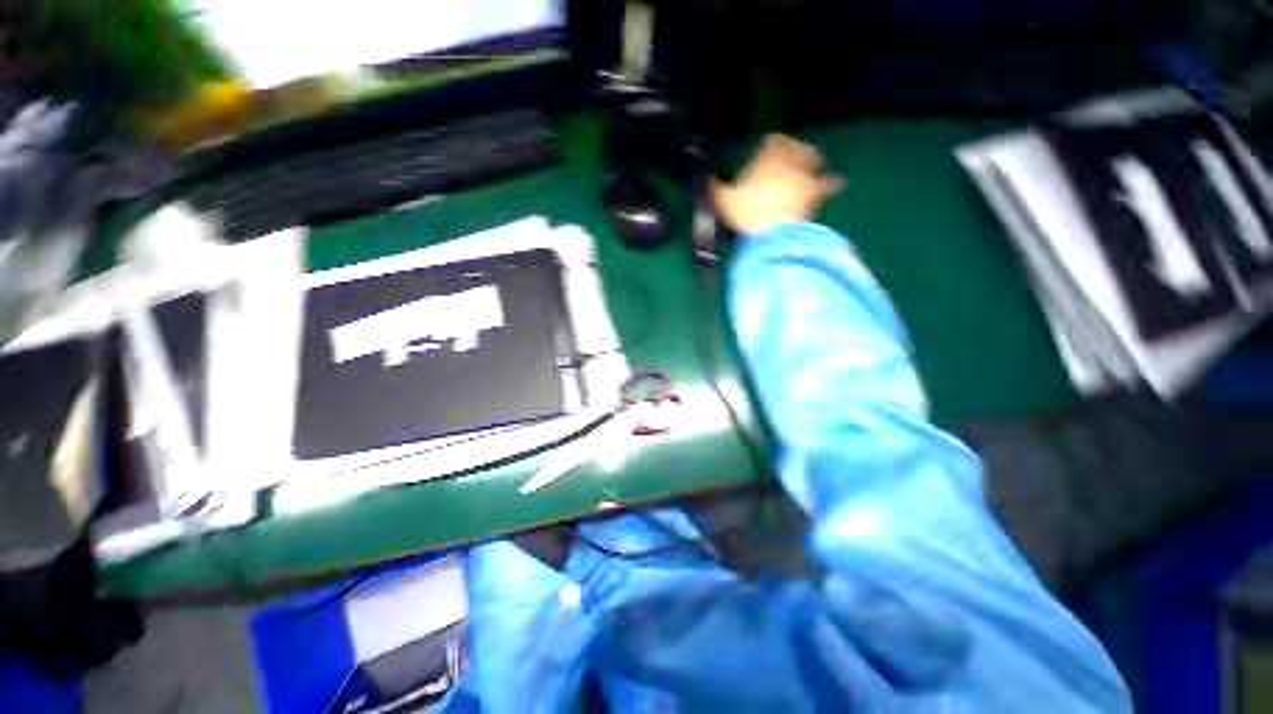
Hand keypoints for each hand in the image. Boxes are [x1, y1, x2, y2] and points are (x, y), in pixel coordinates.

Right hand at [710, 134, 843, 235]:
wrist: (774, 233)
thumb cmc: (747, 213)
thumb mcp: (723, 201)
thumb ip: (715, 188)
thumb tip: (704, 179)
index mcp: (766, 159)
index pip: (772, 141)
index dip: (771, 141)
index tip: (768, 143)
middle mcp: (789, 163)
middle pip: (797, 148)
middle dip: (796, 148)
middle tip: (795, 150)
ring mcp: (805, 178)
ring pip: (813, 162)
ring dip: (814, 161)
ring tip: (817, 162)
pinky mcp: (816, 196)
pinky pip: (826, 185)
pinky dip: (831, 183)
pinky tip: (838, 183)